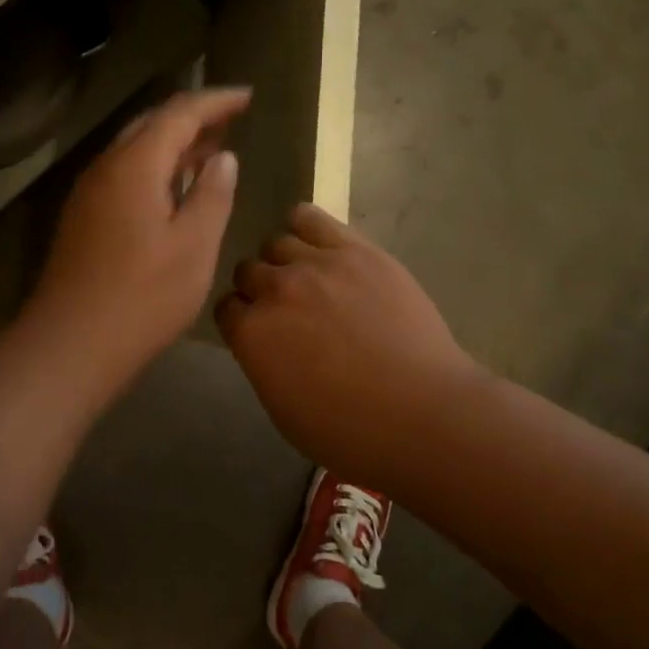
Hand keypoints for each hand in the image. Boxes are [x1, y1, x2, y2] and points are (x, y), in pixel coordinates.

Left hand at [25, 87, 248, 378]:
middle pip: (152, 123)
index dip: (216, 101)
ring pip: (136, 148)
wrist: (70, 345)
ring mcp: (90, 193)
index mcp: (135, 166)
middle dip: (194, 116)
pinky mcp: (84, 218)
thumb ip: (212, 195)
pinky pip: (125, 173)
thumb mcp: (193, 247)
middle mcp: (106, 168)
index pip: (179, 113)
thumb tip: (223, 157)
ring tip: (211, 148)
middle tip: (232, 119)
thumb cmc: (142, 297)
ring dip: (174, 142)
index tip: (247, 96)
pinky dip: (156, 167)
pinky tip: (175, 188)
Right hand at [217, 204, 483, 487]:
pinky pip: (310, 218)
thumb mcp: (283, 409)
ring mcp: (315, 264)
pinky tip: (316, 244)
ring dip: (283, 261)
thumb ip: (261, 363)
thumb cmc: (349, 431)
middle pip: (247, 271)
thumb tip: (262, 340)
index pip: (226, 308)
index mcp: (251, 334)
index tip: (258, 329)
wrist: (422, 413)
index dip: (241, 319)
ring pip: (276, 243)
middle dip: (260, 289)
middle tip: (287, 307)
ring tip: (307, 277)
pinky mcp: (354, 249)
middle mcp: (275, 290)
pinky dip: (304, 227)